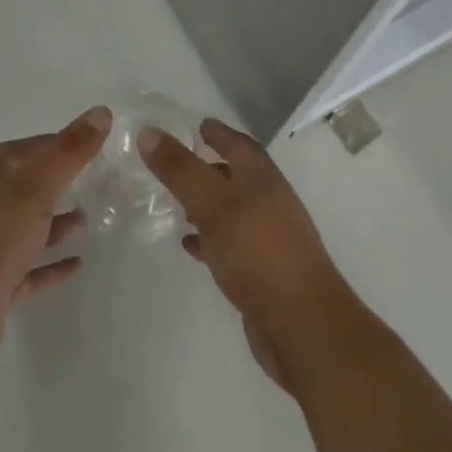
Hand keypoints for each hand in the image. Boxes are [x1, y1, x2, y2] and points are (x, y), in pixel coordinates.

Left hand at [0, 106, 111, 385]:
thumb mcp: (37, 187)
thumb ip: (70, 151)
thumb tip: (102, 111)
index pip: (37, 147)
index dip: (67, 145)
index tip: (100, 147)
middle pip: (31, 185)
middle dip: (62, 182)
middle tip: (100, 182)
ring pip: (29, 226)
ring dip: (57, 222)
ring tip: (88, 220)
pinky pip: (29, 268)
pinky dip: (51, 264)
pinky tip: (77, 265)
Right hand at [140, 118, 357, 393]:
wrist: (303, 326)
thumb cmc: (258, 253)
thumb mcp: (213, 205)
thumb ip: (180, 169)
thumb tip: (148, 131)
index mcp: (262, 178)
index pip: (238, 144)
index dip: (217, 133)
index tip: (195, 125)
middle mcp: (268, 202)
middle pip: (235, 175)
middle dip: (208, 168)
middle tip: (175, 165)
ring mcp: (268, 238)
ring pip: (231, 211)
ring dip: (206, 204)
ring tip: (175, 204)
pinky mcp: (262, 272)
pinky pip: (230, 244)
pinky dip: (209, 239)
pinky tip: (189, 245)